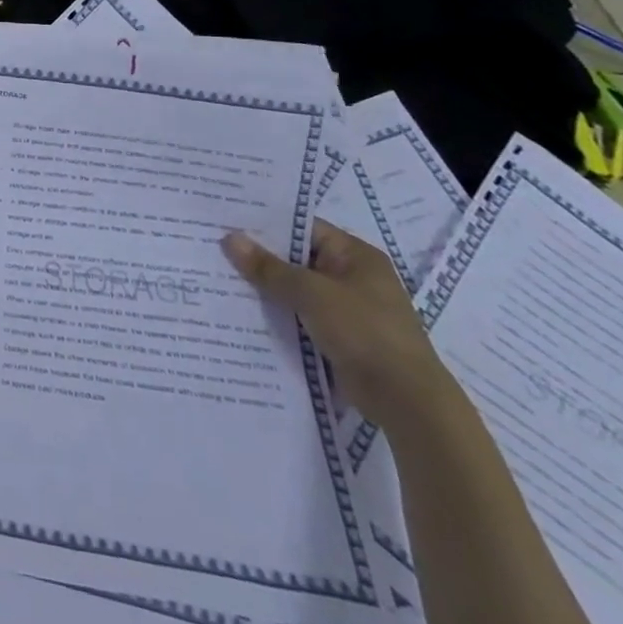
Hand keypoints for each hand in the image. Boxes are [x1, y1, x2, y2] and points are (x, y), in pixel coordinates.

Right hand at [221, 220, 458, 432]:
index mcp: (355, 255)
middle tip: (216, 249)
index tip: (228, 222)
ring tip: (220, 278)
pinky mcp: (340, 338)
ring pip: (296, 291)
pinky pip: (301, 317)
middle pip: (297, 259)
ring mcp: (347, 309)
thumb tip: (230, 238)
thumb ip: (269, 268)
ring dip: (266, 290)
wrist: (407, 401)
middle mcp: (352, 277)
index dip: (267, 225)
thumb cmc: (365, 332)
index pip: (304, 228)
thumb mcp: (312, 293)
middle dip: (261, 259)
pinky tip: (244, 313)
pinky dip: (278, 316)